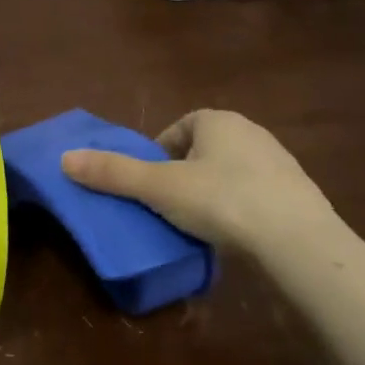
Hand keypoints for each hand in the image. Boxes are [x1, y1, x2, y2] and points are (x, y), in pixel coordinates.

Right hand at [60, 110, 339, 256]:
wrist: (299, 243)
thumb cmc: (223, 201)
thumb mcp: (159, 188)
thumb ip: (114, 173)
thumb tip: (65, 159)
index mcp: (218, 121)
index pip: (179, 127)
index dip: (159, 152)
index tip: (149, 183)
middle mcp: (251, 132)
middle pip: (204, 149)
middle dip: (184, 173)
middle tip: (169, 205)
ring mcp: (280, 163)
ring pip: (232, 172)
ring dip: (213, 192)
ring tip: (199, 224)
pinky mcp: (299, 195)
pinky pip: (257, 196)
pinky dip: (241, 210)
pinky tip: (234, 237)